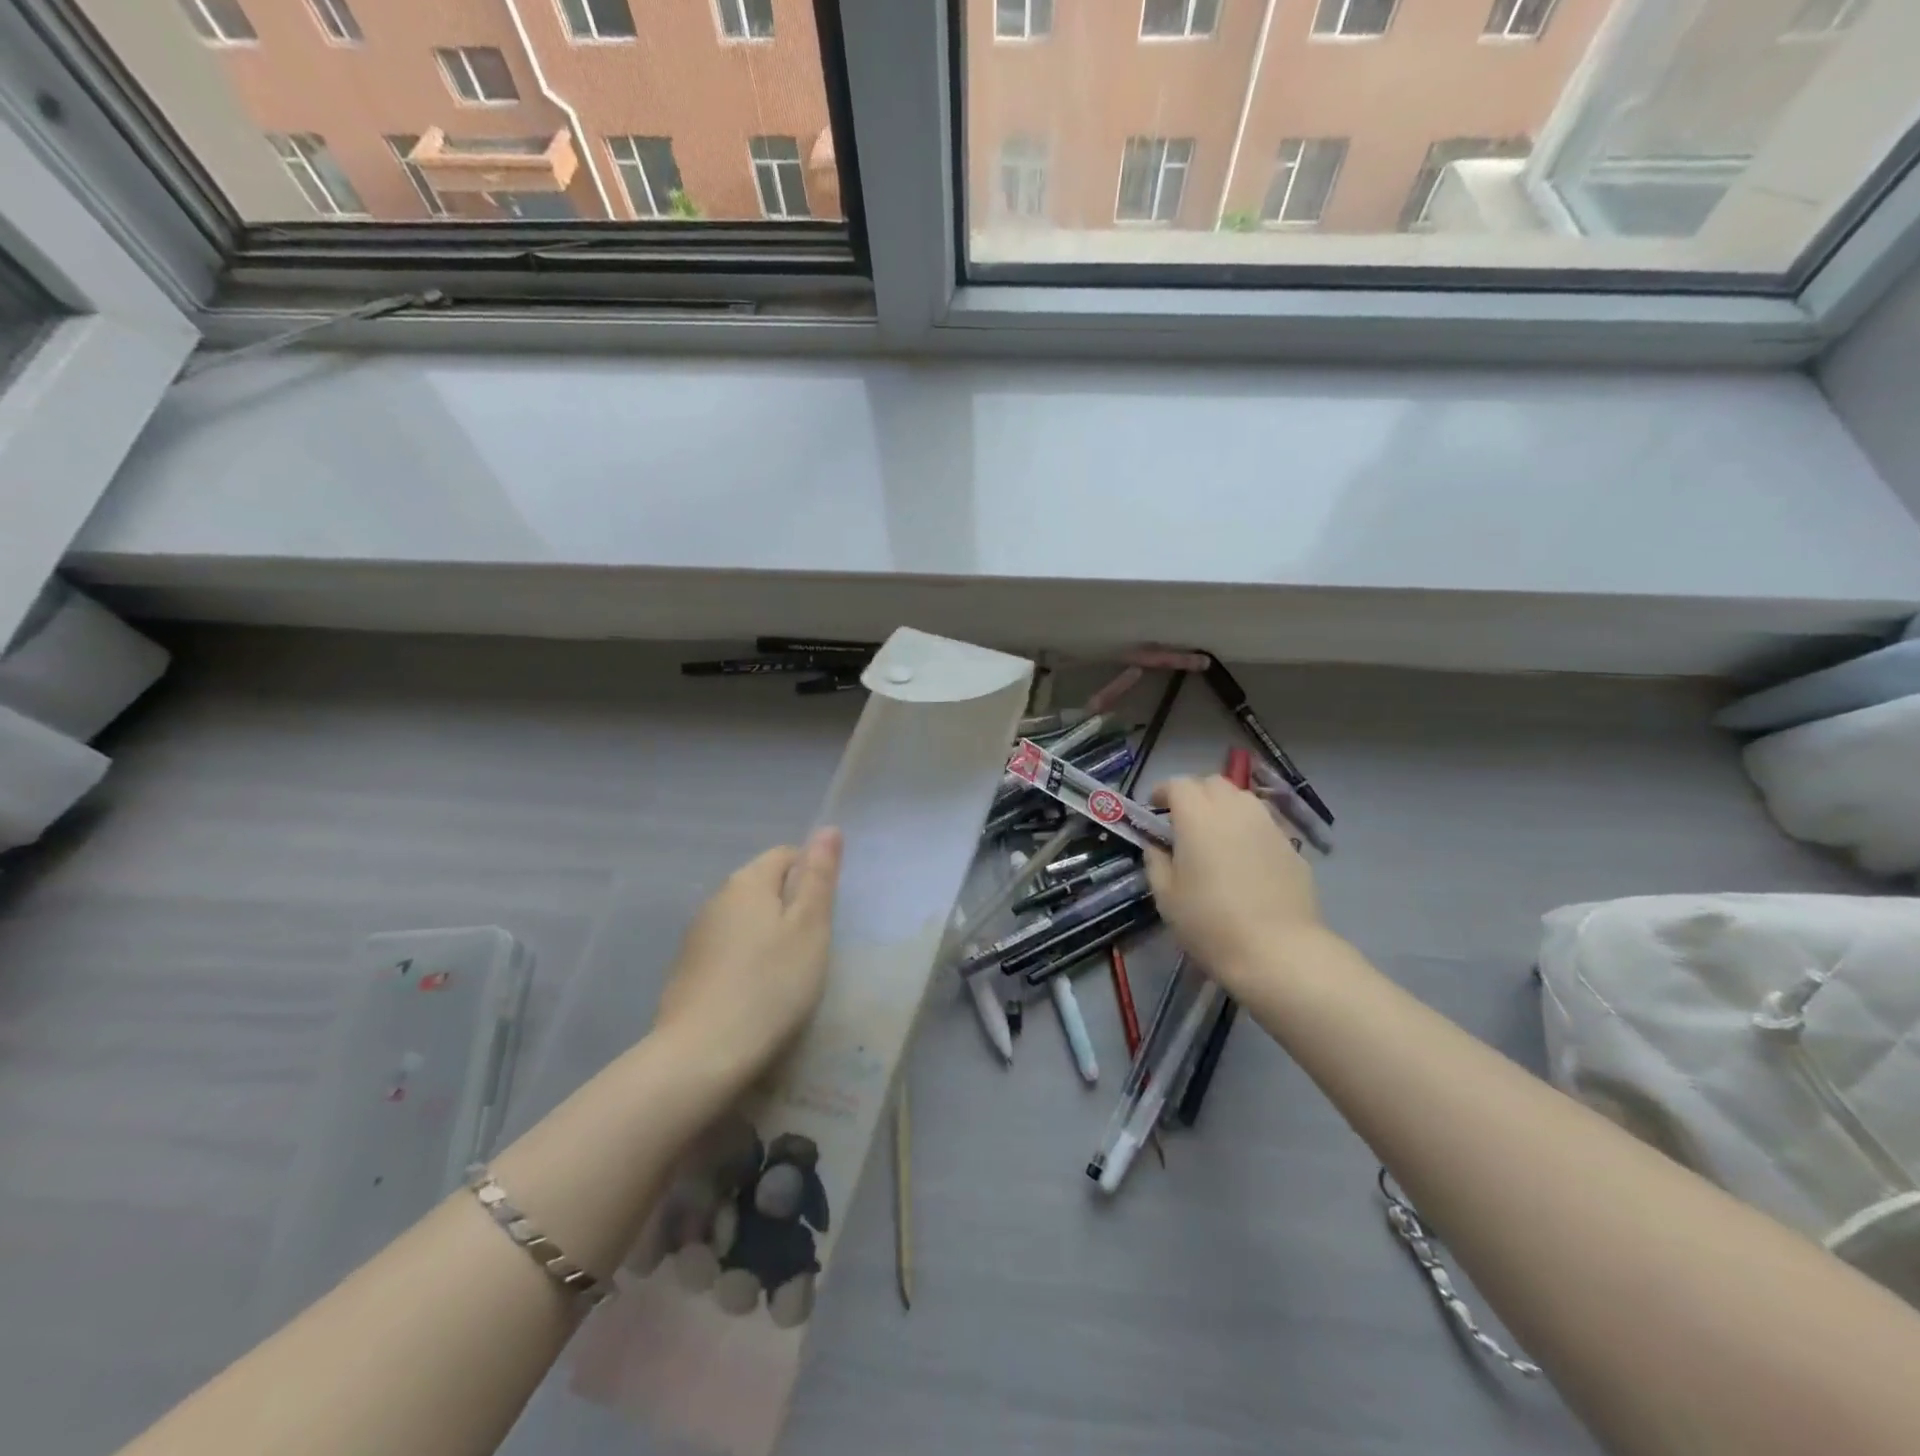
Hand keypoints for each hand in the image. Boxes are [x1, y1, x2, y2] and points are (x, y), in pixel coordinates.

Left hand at [653, 827, 842, 1089]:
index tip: (825, 915)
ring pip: (744, 918)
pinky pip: (727, 948)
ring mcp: (696, 935)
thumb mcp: (810, 928)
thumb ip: (819, 877)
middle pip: (763, 885)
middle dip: (790, 906)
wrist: (701, 1055)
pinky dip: (745, 959)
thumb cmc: (770, 985)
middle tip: (812, 946)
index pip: (786, 855)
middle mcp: (716, 898)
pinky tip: (756, 992)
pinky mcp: (686, 969)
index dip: (812, 876)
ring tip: (787, 972)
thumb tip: (828, 828)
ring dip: (767, 934)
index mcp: (748, 881)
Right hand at [1143, 776, 1325, 994]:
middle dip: (1195, 794)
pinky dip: (1248, 829)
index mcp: (1198, 817)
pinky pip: (1264, 824)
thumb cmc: (1210, 924)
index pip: (1178, 784)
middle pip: (1213, 783)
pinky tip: (1244, 860)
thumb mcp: (1166, 897)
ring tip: (1216, 836)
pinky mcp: (1291, 846)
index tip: (1154, 810)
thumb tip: (1157, 845)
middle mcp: (1235, 810)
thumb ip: (1156, 861)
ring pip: (1242, 799)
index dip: (1163, 792)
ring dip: (1224, 807)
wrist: (1278, 951)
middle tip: (1183, 822)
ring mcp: (1268, 825)